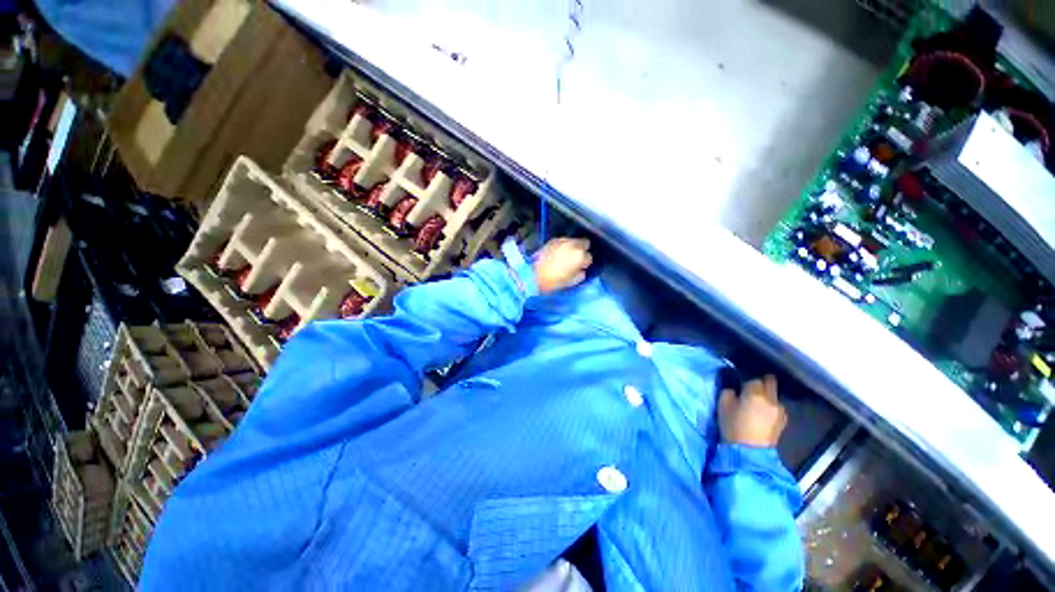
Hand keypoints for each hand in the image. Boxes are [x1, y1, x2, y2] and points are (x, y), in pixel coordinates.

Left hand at [533, 238, 591, 293]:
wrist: (535, 275)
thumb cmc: (555, 281)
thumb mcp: (573, 281)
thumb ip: (581, 273)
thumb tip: (581, 268)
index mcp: (580, 256)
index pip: (589, 257)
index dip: (585, 263)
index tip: (581, 267)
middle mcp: (573, 245)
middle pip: (585, 243)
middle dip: (582, 250)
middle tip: (576, 258)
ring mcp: (563, 240)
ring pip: (574, 241)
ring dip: (573, 247)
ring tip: (567, 255)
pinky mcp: (553, 240)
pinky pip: (563, 241)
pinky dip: (564, 245)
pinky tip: (559, 252)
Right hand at [719, 375, 787, 447]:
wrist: (750, 452)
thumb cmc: (733, 427)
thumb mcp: (723, 406)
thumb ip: (729, 392)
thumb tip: (735, 390)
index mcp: (755, 393)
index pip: (753, 379)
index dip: (746, 380)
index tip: (740, 384)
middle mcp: (771, 399)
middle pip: (769, 383)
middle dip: (761, 383)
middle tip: (751, 388)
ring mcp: (780, 410)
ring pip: (774, 396)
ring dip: (766, 396)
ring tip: (757, 404)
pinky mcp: (783, 421)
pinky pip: (776, 407)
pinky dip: (770, 407)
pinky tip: (762, 414)